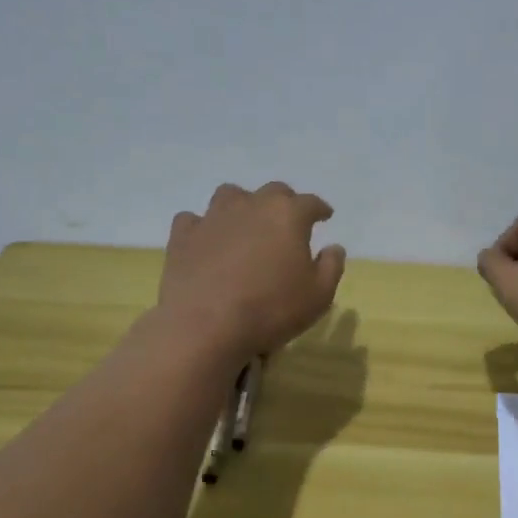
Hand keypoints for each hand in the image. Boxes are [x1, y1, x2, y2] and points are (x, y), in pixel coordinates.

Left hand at [160, 182, 345, 359]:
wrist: (205, 325)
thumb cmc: (271, 309)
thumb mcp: (319, 295)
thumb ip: (331, 266)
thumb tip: (333, 247)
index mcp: (288, 215)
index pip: (311, 202)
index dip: (320, 209)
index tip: (325, 216)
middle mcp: (251, 205)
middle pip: (273, 191)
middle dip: (284, 202)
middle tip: (287, 221)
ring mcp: (213, 217)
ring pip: (230, 195)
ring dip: (243, 204)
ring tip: (246, 223)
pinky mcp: (183, 236)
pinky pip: (193, 219)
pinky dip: (203, 226)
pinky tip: (207, 240)